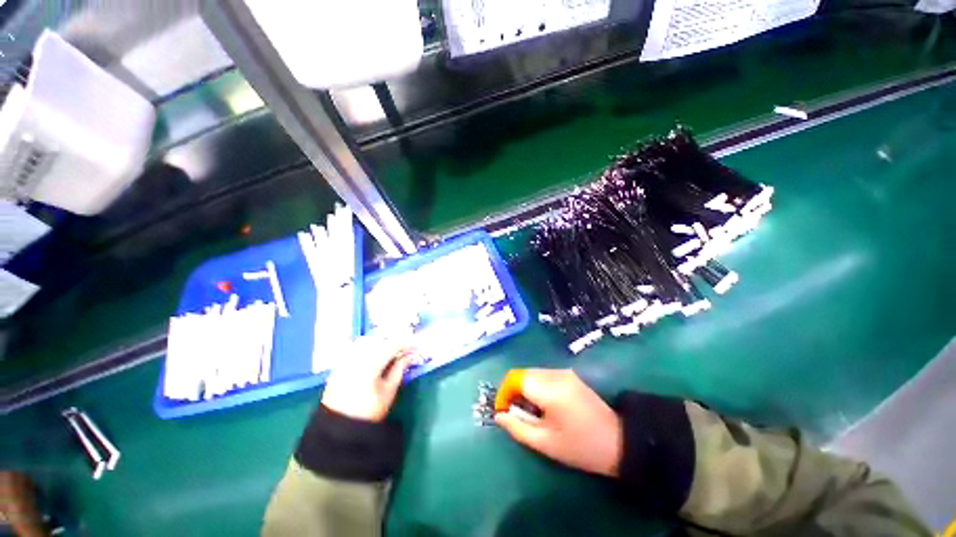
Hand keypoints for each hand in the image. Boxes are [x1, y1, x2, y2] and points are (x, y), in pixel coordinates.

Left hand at [321, 335, 414, 421]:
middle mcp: (356, 357)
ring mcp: (345, 360)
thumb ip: (399, 369)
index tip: (415, 346)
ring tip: (390, 352)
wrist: (340, 427)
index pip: (392, 345)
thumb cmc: (369, 411)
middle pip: (379, 340)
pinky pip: (354, 348)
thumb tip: (409, 356)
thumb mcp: (389, 391)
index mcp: (371, 364)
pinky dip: (367, 348)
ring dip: (380, 343)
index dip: (406, 343)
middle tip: (404, 349)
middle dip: (393, 342)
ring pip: (367, 342)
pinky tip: (374, 355)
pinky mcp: (338, 365)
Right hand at [495, 369, 622, 477]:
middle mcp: (556, 374)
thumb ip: (518, 427)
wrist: (619, 442)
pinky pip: (544, 375)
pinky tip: (543, 405)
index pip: (515, 378)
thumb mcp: (545, 443)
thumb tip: (499, 415)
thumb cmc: (580, 447)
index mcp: (549, 389)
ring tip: (529, 412)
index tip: (502, 411)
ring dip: (525, 388)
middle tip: (516, 414)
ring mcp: (564, 372)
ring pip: (533, 373)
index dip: (504, 393)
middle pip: (523, 373)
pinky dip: (536, 386)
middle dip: (514, 391)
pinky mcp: (570, 375)